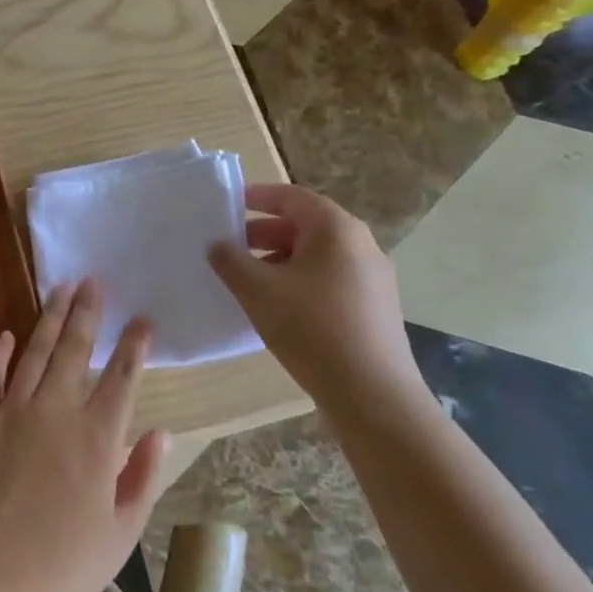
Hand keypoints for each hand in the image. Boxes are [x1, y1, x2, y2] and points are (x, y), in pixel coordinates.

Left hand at [0, 280, 171, 591]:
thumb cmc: (65, 568)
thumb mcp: (121, 533)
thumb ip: (141, 477)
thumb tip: (160, 432)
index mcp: (97, 438)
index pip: (121, 378)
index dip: (134, 346)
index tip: (142, 320)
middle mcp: (56, 412)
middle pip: (75, 350)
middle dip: (88, 313)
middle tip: (95, 282)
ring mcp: (13, 413)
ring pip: (35, 353)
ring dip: (50, 318)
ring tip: (62, 289)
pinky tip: (7, 334)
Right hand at [207, 182, 426, 423]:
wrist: (372, 394)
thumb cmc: (311, 328)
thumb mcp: (257, 290)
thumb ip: (230, 261)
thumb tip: (217, 246)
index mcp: (336, 229)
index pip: (292, 197)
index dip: (257, 197)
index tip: (229, 204)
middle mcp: (360, 245)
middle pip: (306, 226)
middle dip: (264, 233)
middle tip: (230, 246)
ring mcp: (373, 278)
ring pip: (317, 256)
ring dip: (279, 260)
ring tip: (247, 280)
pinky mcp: (375, 308)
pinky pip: (329, 280)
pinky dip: (299, 281)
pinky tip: (277, 307)